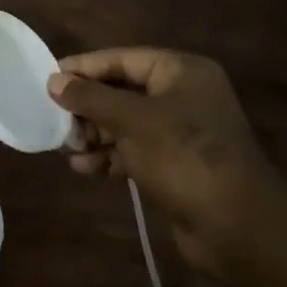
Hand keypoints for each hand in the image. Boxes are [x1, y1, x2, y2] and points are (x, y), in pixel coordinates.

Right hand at [50, 48, 277, 272]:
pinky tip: (84, 168)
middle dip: (88, 107)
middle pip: (122, 91)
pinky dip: (110, 156)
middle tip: (55, 118)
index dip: (85, 67)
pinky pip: (134, 150)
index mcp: (182, 72)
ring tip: (66, 147)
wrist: (237, 227)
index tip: (49, 77)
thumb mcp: (131, 120)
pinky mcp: (176, 165)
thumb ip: (91, 98)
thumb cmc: (184, 155)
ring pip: (125, 123)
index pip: (123, 59)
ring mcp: (181, 132)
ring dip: (94, 134)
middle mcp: (183, 96)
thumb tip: (54, 81)